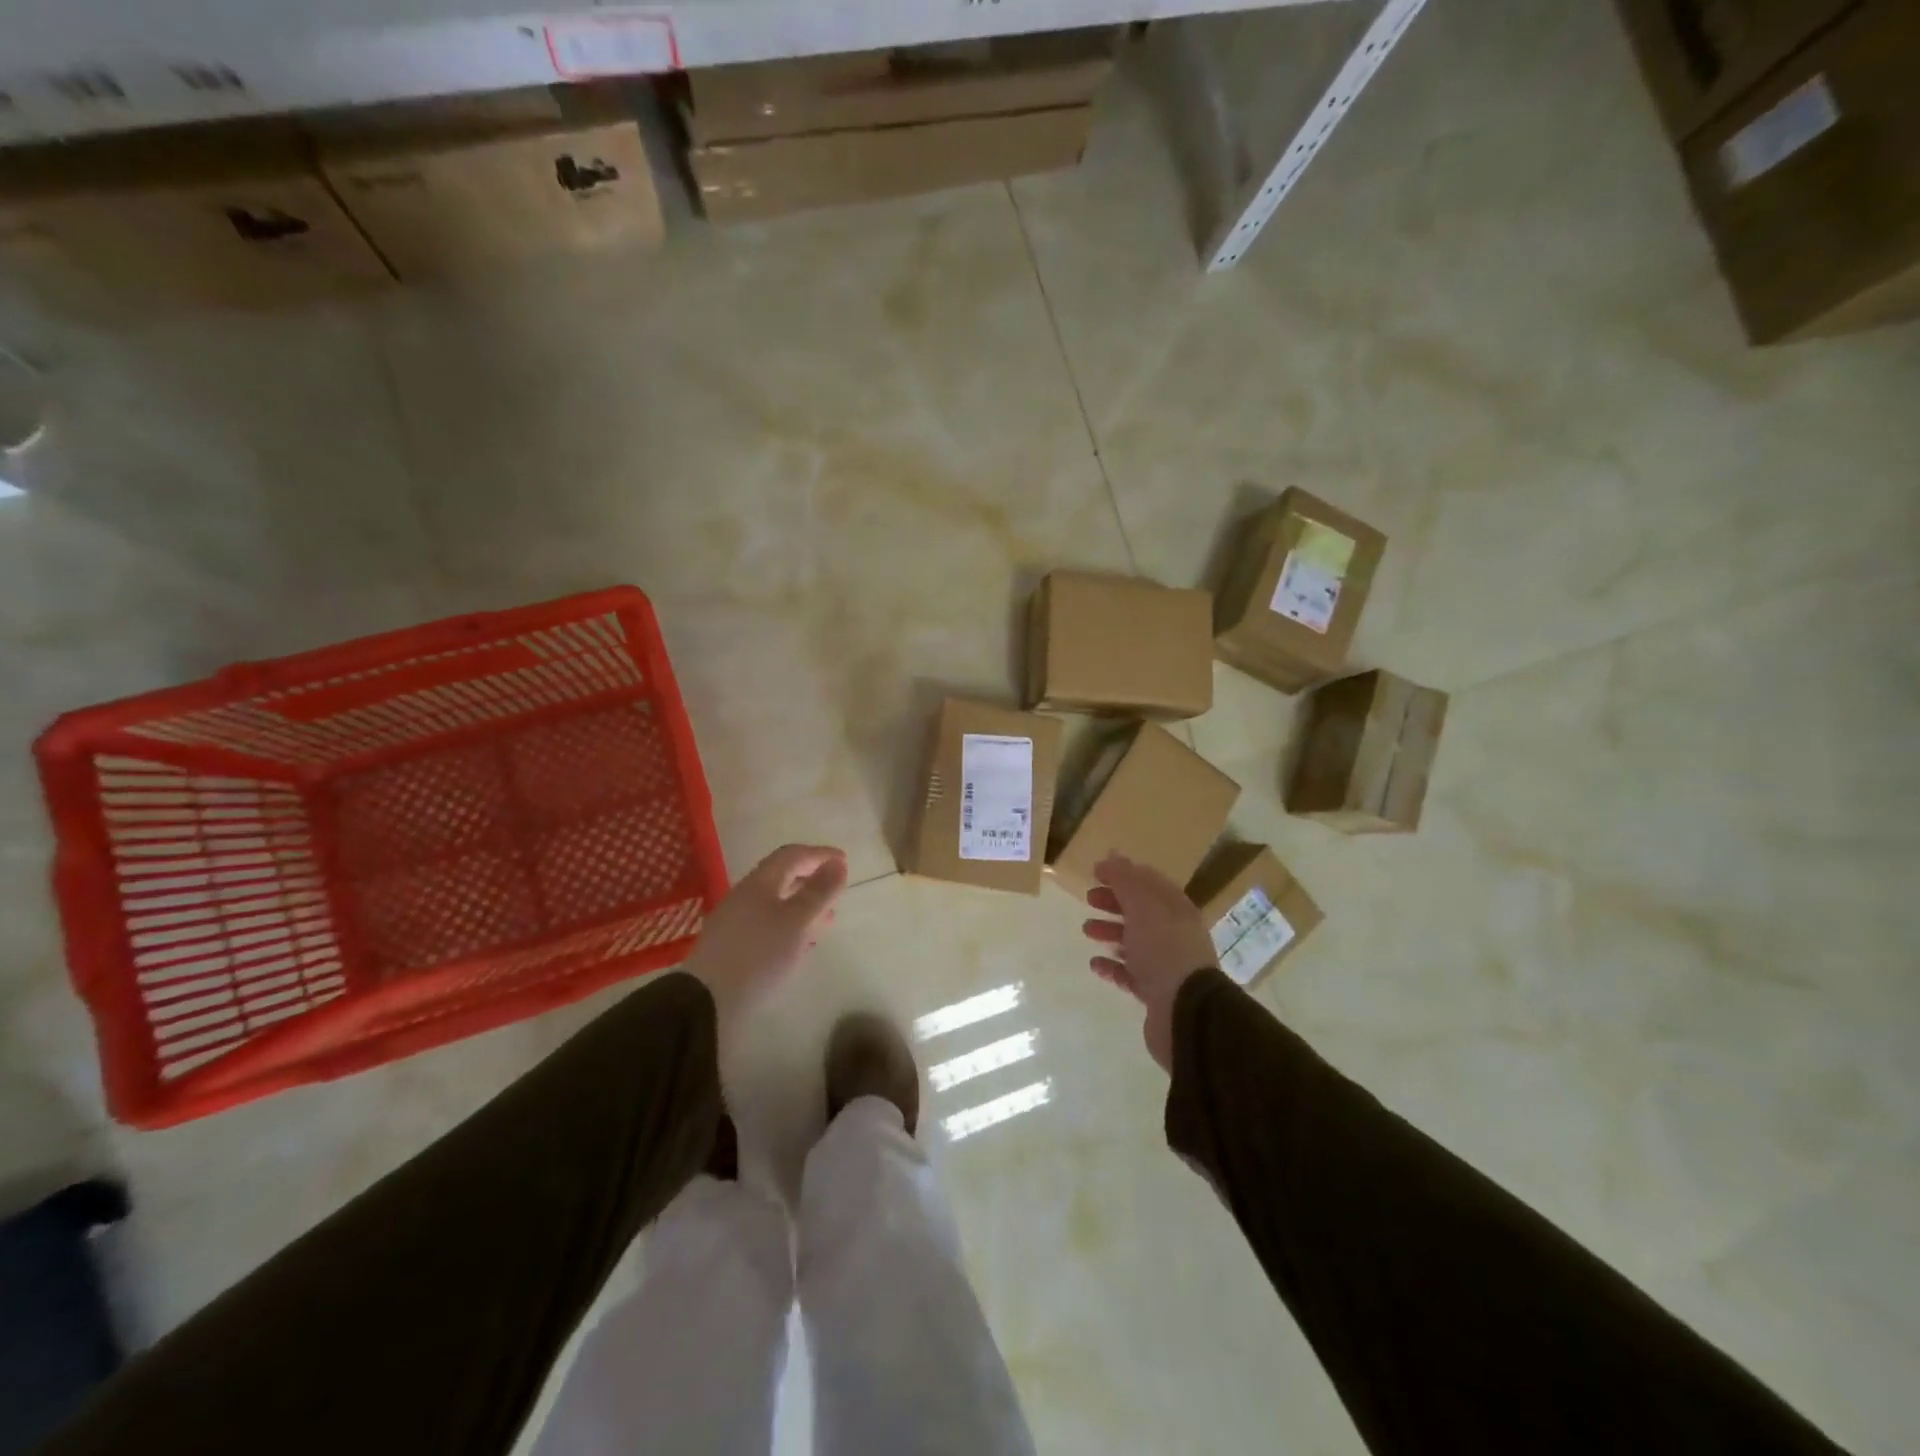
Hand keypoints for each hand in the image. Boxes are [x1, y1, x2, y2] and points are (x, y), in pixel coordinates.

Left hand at [684, 844, 847, 1019]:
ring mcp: (735, 923)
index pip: (791, 855)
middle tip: (837, 890)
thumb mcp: (797, 921)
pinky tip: (800, 945)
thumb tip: (837, 864)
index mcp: (759, 883)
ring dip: (803, 907)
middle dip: (812, 880)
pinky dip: (791, 927)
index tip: (844, 861)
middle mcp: (745, 896)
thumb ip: (819, 892)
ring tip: (826, 921)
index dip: (819, 854)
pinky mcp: (732, 948)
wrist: (706, 1003)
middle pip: (782, 878)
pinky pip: (768, 926)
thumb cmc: (758, 955)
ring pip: (776, 904)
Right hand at [1081, 854, 1216, 1070]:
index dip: (1123, 874)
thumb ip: (1126, 880)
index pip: (1149, 883)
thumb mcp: (1143, 907)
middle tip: (1089, 899)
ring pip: (1135, 941)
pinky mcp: (1156, 992)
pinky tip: (1096, 963)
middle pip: (1141, 911)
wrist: (1186, 1013)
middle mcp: (1175, 933)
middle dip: (1114, 902)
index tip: (1095, 872)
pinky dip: (1113, 966)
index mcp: (1177, 909)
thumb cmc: (1164, 950)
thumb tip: (1112, 855)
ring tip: (1087, 930)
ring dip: (1111, 931)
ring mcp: (1167, 964)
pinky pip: (1130, 973)